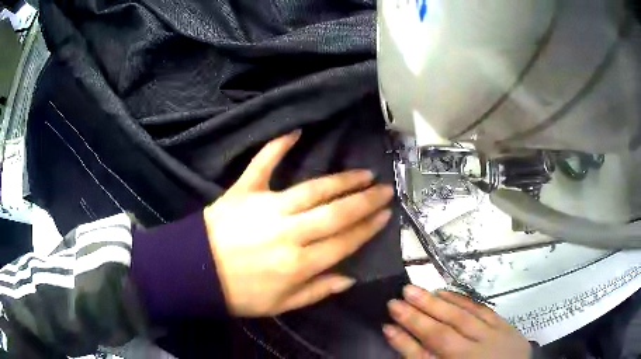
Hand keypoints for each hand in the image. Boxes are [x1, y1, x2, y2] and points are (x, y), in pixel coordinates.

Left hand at [204, 131, 393, 316]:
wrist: (194, 272)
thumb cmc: (238, 294)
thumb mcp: (280, 305)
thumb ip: (317, 291)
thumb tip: (350, 278)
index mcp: (298, 264)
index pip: (344, 242)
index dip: (368, 228)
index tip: (385, 215)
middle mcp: (289, 233)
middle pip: (336, 213)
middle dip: (366, 200)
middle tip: (385, 189)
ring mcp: (266, 207)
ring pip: (313, 189)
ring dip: (342, 180)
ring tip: (363, 174)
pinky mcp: (244, 191)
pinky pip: (262, 164)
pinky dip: (277, 146)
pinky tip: (295, 131)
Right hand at [384, 286, 530, 358]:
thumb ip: (421, 356)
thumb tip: (399, 336)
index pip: (425, 356)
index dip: (403, 340)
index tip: (386, 323)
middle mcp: (474, 354)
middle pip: (443, 333)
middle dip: (418, 315)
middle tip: (397, 296)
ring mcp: (493, 338)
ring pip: (463, 318)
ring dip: (438, 303)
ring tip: (416, 290)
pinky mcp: (505, 326)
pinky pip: (482, 310)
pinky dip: (462, 300)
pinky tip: (447, 293)